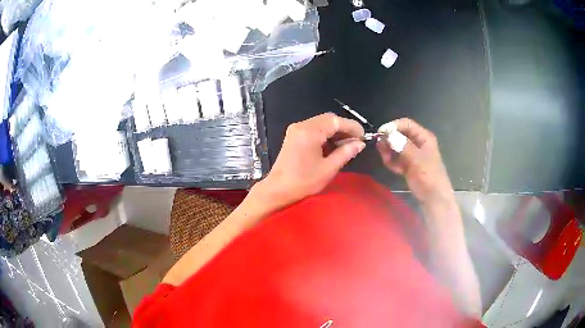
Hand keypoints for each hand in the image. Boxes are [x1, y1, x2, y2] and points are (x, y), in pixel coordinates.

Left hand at [255, 113, 365, 210]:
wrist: (277, 190)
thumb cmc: (303, 182)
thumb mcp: (328, 169)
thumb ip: (346, 153)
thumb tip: (360, 144)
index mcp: (310, 131)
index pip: (336, 121)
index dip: (352, 127)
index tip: (363, 136)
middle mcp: (302, 125)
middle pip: (328, 119)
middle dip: (344, 128)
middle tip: (356, 140)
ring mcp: (296, 129)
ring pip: (322, 123)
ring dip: (335, 131)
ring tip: (347, 144)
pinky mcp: (294, 135)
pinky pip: (314, 128)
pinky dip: (326, 134)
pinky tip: (333, 145)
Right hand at [376, 118, 454, 204]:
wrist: (434, 199)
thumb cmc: (429, 177)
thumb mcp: (417, 160)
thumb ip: (403, 146)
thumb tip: (388, 134)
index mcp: (423, 137)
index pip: (406, 124)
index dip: (393, 126)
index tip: (380, 134)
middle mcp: (418, 143)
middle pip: (399, 134)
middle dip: (389, 140)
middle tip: (380, 148)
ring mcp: (412, 155)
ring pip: (395, 147)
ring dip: (389, 152)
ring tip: (387, 161)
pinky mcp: (408, 165)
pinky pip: (396, 159)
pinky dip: (392, 162)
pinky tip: (394, 170)